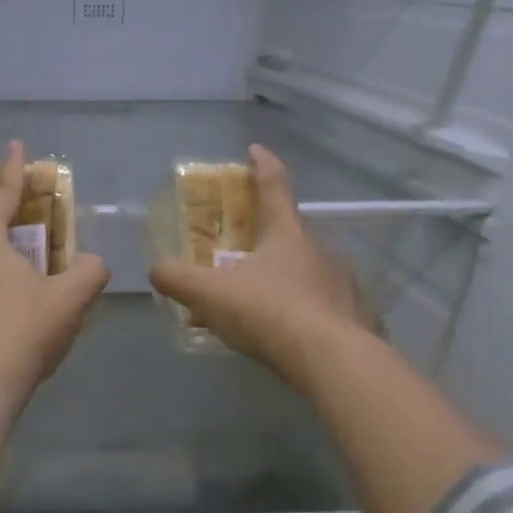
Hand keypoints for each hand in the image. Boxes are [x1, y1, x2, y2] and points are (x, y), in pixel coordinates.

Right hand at [149, 144, 373, 387]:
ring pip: (308, 271)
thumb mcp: (209, 294)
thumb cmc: (269, 313)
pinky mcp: (356, 318)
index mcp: (287, 233)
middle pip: (290, 232)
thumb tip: (156, 269)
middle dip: (266, 235)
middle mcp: (320, 250)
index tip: (254, 150)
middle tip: (242, 248)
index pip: (274, 185)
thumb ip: (177, 279)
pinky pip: (323, 306)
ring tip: (260, 299)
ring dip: (285, 277)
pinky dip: (304, 311)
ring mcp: (343, 283)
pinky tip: (288, 333)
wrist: (334, 362)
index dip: (262, 165)